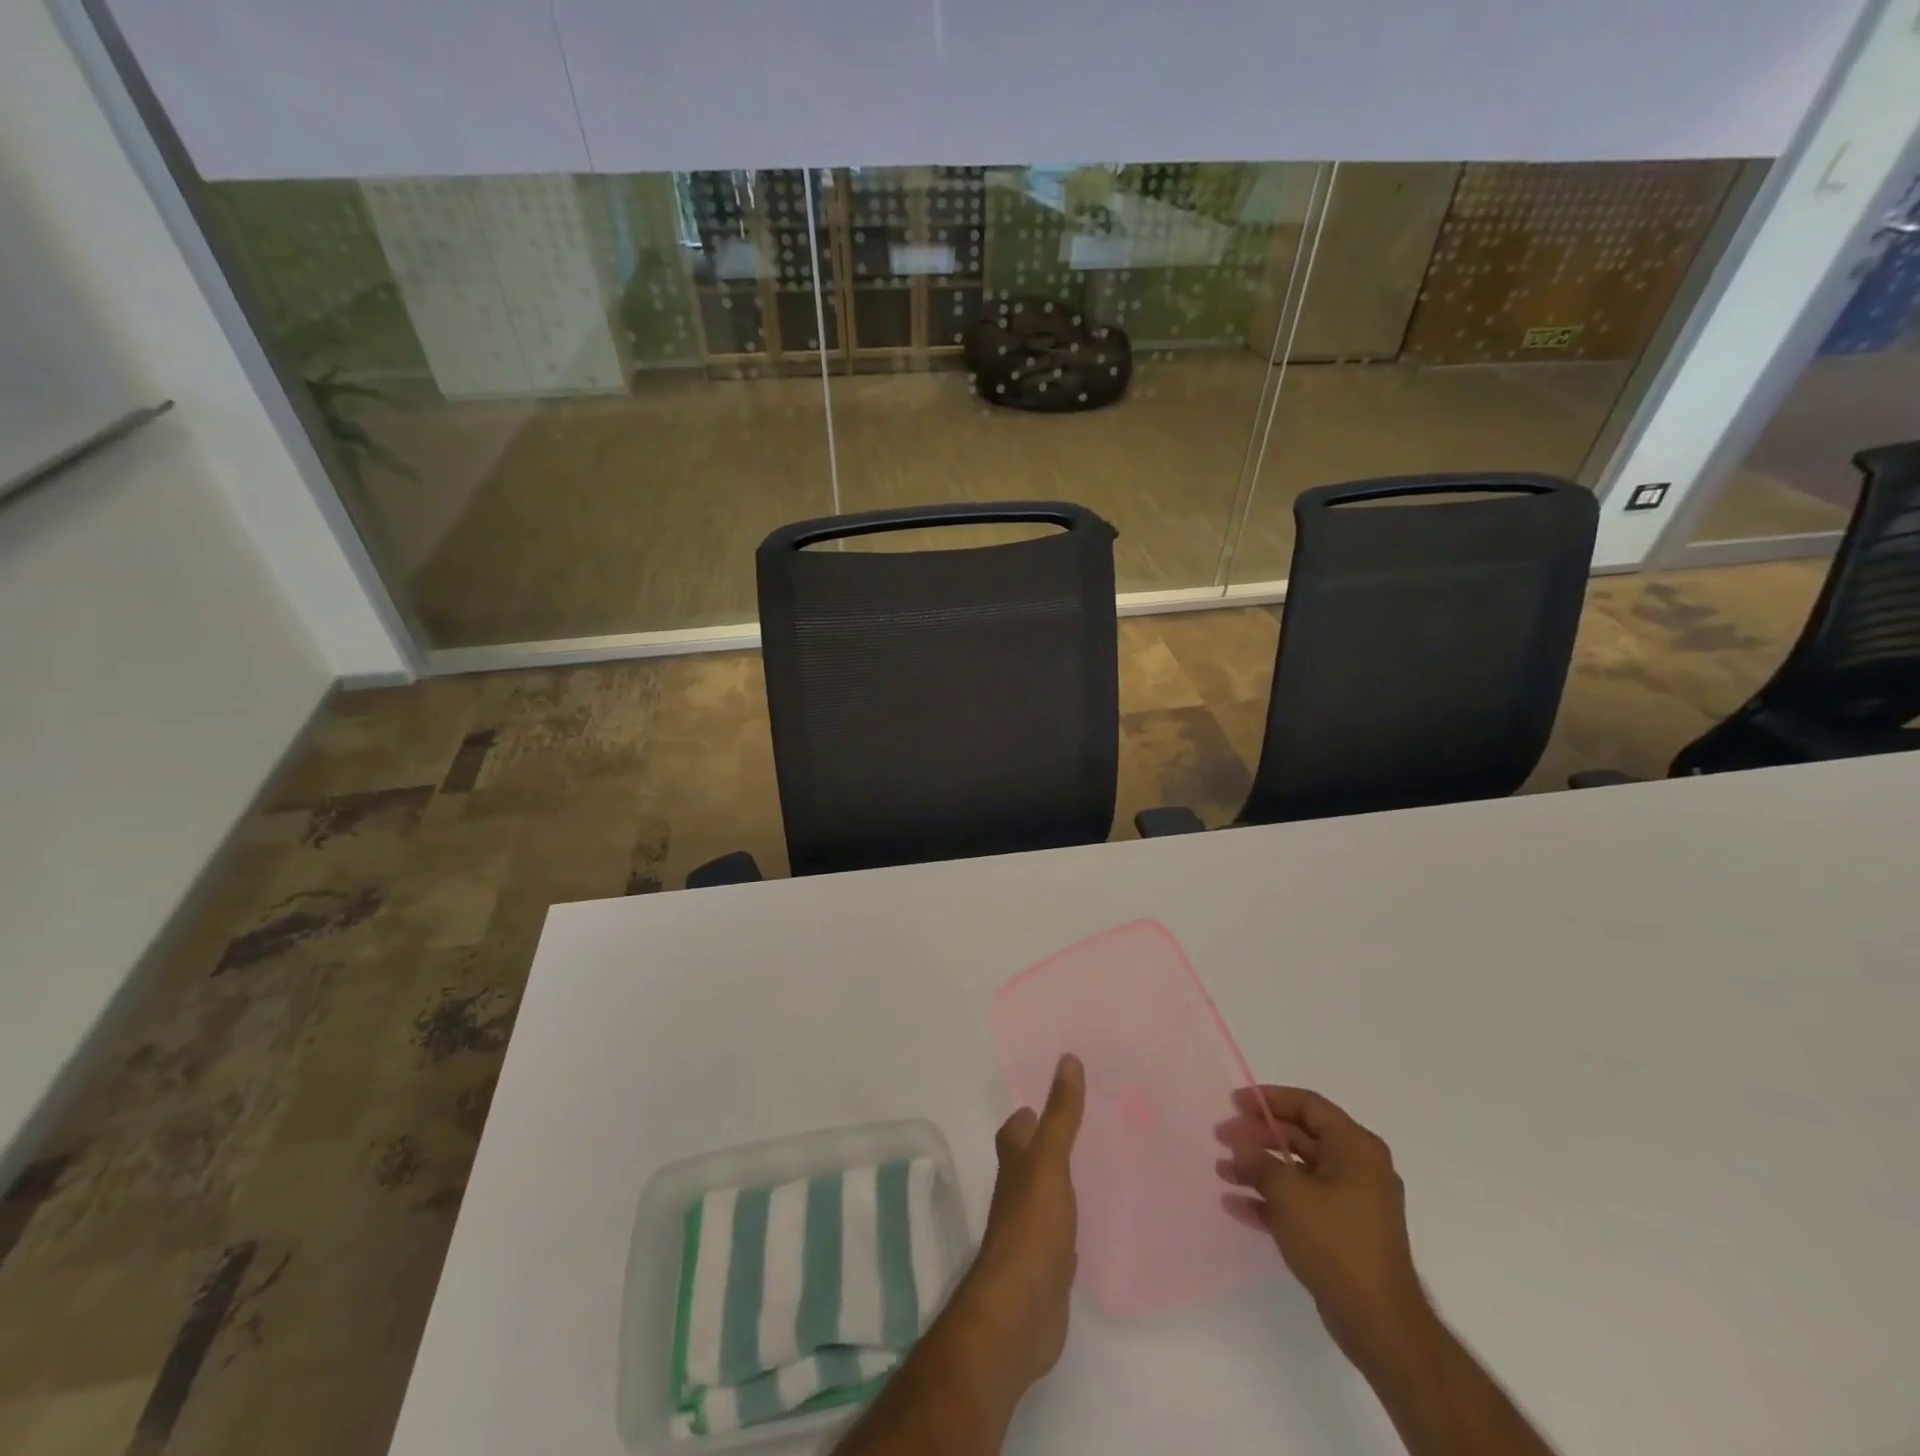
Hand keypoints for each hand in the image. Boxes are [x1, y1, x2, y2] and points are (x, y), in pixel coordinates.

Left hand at [951, 1053, 1084, 1394]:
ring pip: (1049, 1193)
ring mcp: (1032, 1230)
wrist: (1021, 1312)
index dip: (1032, 1111)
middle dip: (1053, 1142)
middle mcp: (1018, 1192)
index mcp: (1015, 1163)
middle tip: (1090, 1124)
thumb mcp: (1049, 1161)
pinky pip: (1063, 1232)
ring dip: (1065, 1180)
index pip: (1018, 1127)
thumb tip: (1067, 1058)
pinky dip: (1074, 1220)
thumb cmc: (1031, 1227)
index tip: (1061, 1093)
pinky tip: (1094, 1221)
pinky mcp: (1049, 1265)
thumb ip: (1060, 1114)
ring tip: (1101, 1163)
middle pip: (1032, 1158)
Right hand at [1216, 1085, 1431, 1367]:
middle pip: (1299, 1136)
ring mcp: (1351, 1202)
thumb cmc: (1336, 1243)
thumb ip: (1259, 1162)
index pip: (1307, 1105)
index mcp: (1355, 1147)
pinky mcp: (1342, 1232)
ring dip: (1259, 1169)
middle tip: (1221, 1137)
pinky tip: (1237, 1206)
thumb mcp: (1289, 1193)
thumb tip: (1240, 1147)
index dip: (1268, 1099)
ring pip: (1297, 1171)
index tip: (1233, 1103)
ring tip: (1222, 1171)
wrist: (1380, 1324)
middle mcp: (1357, 1167)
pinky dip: (1271, 1200)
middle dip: (1257, 1136)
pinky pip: (1302, 1203)